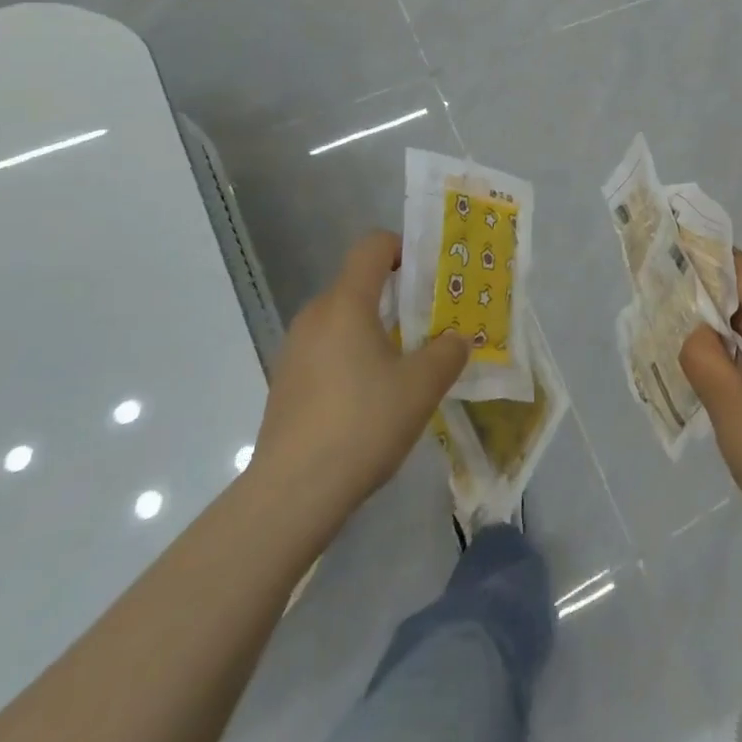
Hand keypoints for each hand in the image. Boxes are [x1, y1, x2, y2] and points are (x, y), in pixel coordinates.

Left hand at [250, 230, 467, 525]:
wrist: (291, 495)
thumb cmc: (362, 424)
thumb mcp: (422, 386)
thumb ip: (448, 353)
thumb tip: (456, 339)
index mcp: (346, 303)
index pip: (372, 246)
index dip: (403, 248)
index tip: (428, 275)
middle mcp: (315, 317)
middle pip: (358, 284)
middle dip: (395, 297)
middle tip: (428, 324)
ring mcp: (294, 351)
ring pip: (341, 321)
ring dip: (373, 331)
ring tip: (403, 366)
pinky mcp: (285, 385)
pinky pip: (325, 351)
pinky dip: (351, 358)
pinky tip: (370, 400)